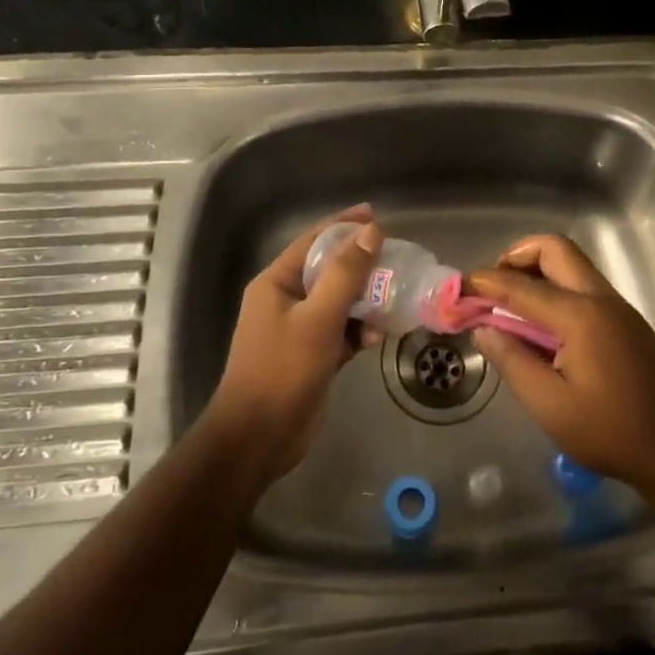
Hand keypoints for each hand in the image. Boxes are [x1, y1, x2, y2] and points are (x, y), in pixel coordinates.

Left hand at [204, 207, 385, 486]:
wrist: (258, 439)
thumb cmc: (283, 371)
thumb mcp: (318, 318)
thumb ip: (345, 274)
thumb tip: (372, 231)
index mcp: (277, 283)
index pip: (313, 241)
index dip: (344, 226)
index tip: (376, 215)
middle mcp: (286, 300)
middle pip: (329, 270)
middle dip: (362, 265)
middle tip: (396, 259)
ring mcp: (298, 330)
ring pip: (339, 302)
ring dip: (365, 301)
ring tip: (394, 299)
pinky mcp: (312, 356)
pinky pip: (341, 331)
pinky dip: (359, 330)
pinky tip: (377, 337)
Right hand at [467, 235, 654, 493]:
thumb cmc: (610, 431)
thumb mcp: (550, 405)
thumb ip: (512, 361)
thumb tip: (484, 329)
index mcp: (579, 316)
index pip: (520, 285)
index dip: (484, 283)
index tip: (458, 289)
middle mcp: (600, 298)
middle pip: (554, 249)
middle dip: (516, 257)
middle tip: (493, 288)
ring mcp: (617, 306)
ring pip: (572, 263)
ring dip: (538, 271)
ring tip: (512, 307)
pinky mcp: (626, 319)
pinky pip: (584, 285)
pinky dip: (556, 288)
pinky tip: (543, 327)